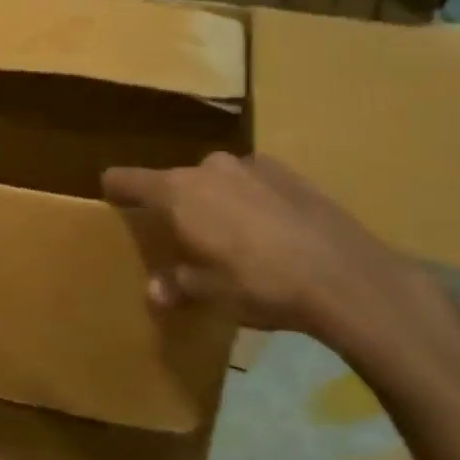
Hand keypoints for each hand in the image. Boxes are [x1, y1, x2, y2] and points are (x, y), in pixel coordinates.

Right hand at [101, 152, 455, 356]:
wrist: (348, 277)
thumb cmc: (261, 284)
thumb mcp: (211, 293)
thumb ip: (177, 285)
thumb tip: (156, 290)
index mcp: (178, 192)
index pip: (126, 179)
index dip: (114, 189)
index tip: (110, 199)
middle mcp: (208, 168)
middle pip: (174, 181)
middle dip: (174, 205)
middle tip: (184, 237)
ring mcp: (251, 166)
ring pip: (215, 180)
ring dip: (214, 201)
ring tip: (231, 236)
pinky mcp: (289, 173)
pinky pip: (251, 182)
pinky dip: (249, 200)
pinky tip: (270, 232)